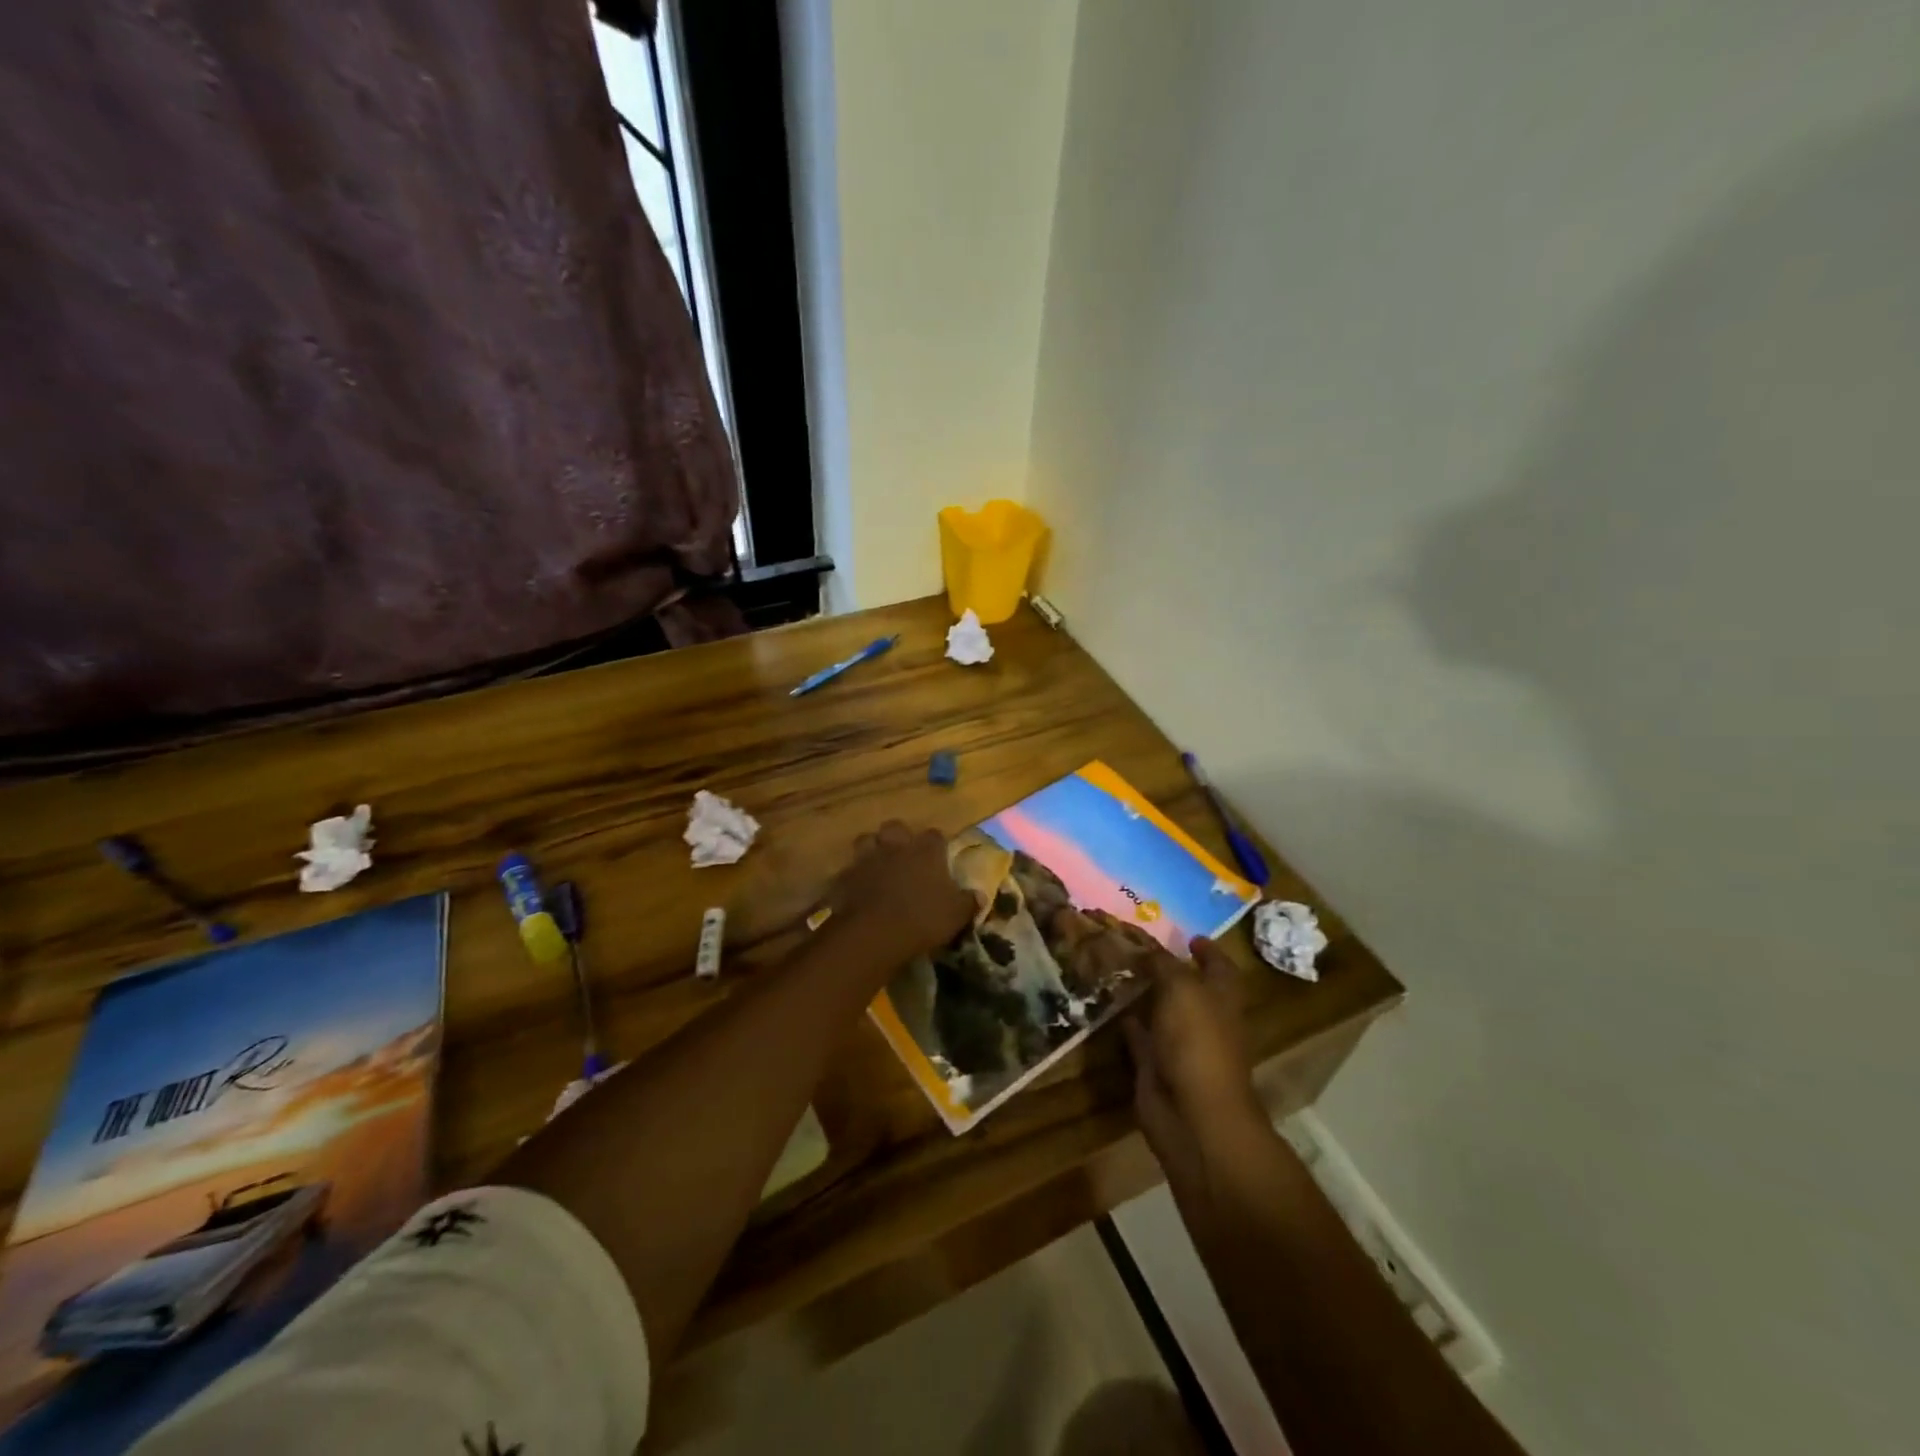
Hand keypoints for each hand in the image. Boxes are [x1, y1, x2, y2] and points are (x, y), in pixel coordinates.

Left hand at [825, 821, 975, 966]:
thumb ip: (969, 902)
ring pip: (867, 840)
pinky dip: (854, 876)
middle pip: (895, 827)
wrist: (873, 932)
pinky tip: (859, 889)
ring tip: (878, 866)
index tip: (939, 858)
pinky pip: (849, 869)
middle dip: (899, 837)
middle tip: (904, 855)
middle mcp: (896, 846)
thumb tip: (980, 896)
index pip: (935, 835)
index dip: (937, 845)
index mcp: (925, 851)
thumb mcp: (956, 915)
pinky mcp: (845, 876)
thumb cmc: (922, 918)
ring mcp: (867, 858)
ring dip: (872, 850)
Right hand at [1122, 936, 1262, 1188]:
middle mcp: (1204, 1018)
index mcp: (1222, 997)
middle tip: (1134, 946)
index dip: (1207, 950)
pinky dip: (1126, 1020)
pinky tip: (1105, 1003)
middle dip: (1166, 969)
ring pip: (1160, 1010)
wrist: (1192, 1113)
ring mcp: (1180, 1044)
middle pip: (1187, 987)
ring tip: (1113, 966)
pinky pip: (1139, 1035)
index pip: (1219, 966)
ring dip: (1142, 993)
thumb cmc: (1198, 1041)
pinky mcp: (1155, 1065)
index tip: (1189, 936)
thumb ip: (1162, 963)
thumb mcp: (1181, 987)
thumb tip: (1145, 948)